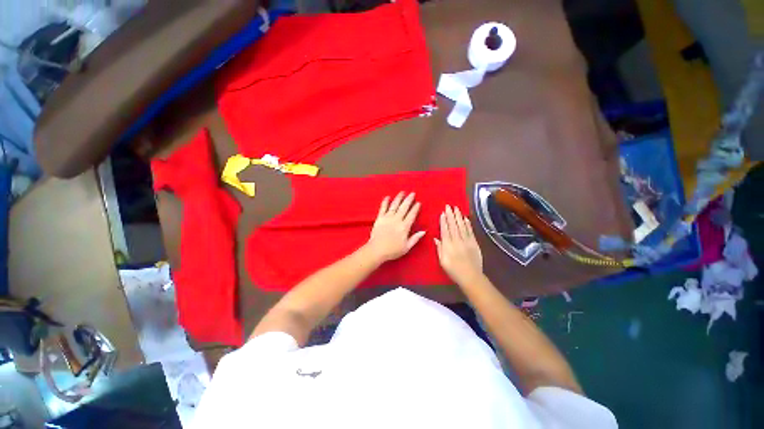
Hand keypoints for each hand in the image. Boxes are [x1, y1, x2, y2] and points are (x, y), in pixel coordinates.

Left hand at [365, 192, 425, 261]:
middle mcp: (397, 220)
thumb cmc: (392, 250)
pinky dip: (385, 202)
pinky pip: (383, 208)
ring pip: (394, 205)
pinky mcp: (379, 218)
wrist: (377, 250)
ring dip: (399, 198)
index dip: (415, 208)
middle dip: (409, 199)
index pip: (412, 215)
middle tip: (412, 193)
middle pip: (404, 207)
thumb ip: (415, 238)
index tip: (418, 203)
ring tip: (402, 192)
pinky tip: (387, 197)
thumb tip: (424, 231)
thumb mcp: (407, 247)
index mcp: (404, 227)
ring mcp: (387, 218)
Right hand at [435, 205, 483, 284]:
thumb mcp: (442, 261)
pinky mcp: (474, 243)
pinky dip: (467, 224)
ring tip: (456, 208)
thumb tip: (436, 238)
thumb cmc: (454, 270)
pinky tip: (465, 218)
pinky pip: (470, 231)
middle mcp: (457, 240)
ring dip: (459, 216)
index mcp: (448, 245)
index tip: (442, 213)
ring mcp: (467, 241)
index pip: (445, 230)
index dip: (443, 221)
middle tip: (449, 206)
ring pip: (462, 226)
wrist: (471, 276)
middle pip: (453, 225)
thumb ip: (439, 249)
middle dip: (451, 215)